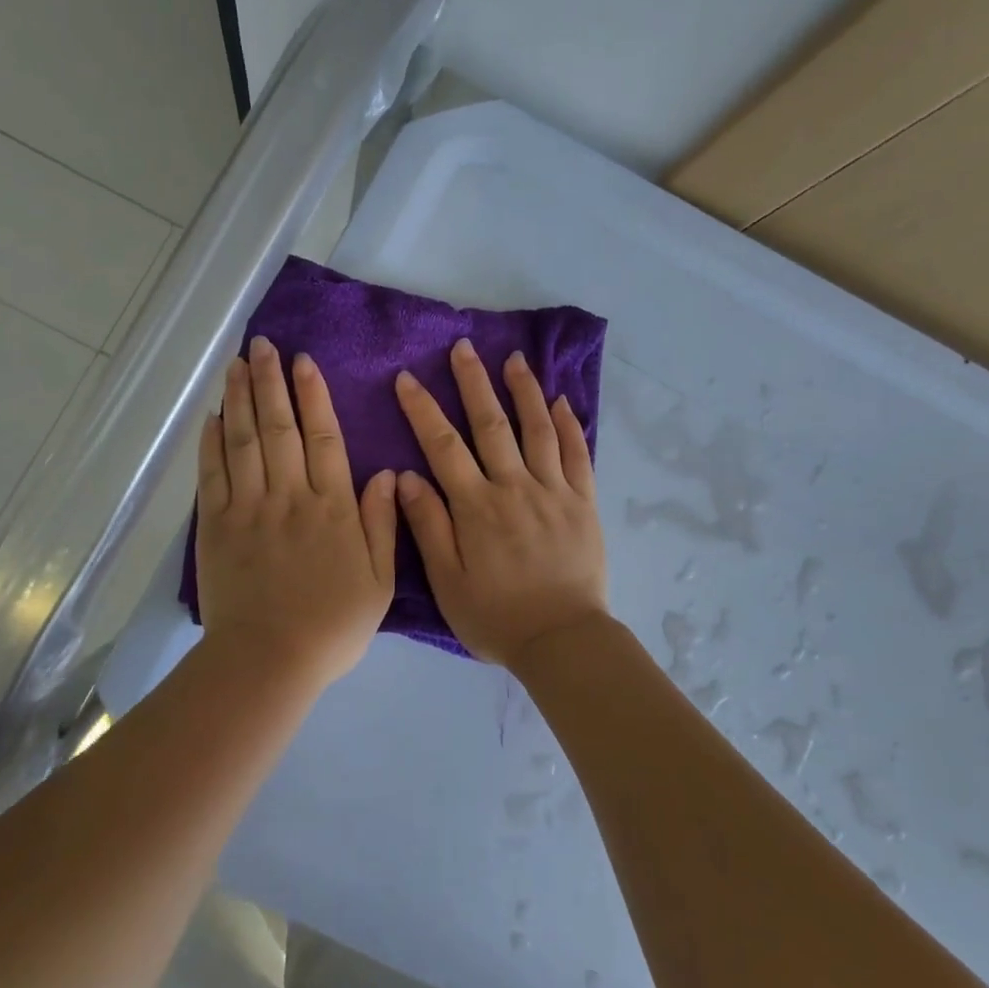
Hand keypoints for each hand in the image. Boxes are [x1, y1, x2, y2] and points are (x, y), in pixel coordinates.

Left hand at [196, 335, 398, 688]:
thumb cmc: (332, 624)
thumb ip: (382, 523)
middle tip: (262, 344)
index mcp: (332, 506)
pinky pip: (213, 475)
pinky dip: (212, 443)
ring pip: (244, 441)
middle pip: (279, 427)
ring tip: (237, 363)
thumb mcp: (379, 580)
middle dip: (270, 381)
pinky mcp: (217, 526)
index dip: (312, 395)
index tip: (303, 361)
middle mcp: (289, 496)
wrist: (269, 660)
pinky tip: (213, 416)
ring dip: (240, 399)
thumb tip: (385, 472)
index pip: (322, 437)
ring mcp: (249, 508)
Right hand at [393, 340, 608, 668]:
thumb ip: (428, 526)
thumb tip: (405, 476)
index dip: (423, 409)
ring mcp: (554, 490)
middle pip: (491, 424)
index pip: (443, 446)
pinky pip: (578, 454)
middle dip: (474, 382)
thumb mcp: (448, 582)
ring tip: (514, 359)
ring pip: (537, 429)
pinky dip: (569, 424)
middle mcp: (515, 487)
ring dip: (524, 390)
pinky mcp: (583, 502)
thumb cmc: (496, 616)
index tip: (407, 378)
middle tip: (463, 347)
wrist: (562, 640)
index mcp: (477, 506)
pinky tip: (562, 401)